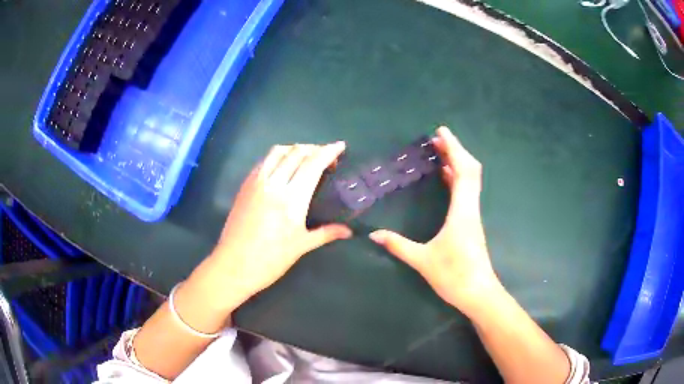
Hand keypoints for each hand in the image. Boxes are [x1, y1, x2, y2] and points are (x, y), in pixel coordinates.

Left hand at [207, 142, 352, 305]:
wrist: (233, 266)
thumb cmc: (270, 259)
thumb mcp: (301, 246)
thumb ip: (327, 233)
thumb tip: (349, 232)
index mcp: (292, 198)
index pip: (313, 164)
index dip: (329, 152)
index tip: (340, 146)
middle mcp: (274, 183)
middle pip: (297, 152)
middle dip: (315, 149)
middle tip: (326, 158)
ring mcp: (256, 182)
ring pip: (278, 151)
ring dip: (295, 149)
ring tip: (305, 158)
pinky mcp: (245, 185)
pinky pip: (264, 161)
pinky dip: (278, 156)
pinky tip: (282, 167)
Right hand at [370, 126, 501, 315]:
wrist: (479, 294)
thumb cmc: (454, 276)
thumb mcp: (423, 261)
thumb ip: (398, 246)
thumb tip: (374, 235)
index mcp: (462, 212)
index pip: (463, 171)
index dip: (454, 149)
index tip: (441, 133)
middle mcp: (471, 208)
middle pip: (470, 170)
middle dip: (455, 150)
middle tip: (437, 139)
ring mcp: (473, 215)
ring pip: (470, 180)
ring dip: (457, 163)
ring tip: (440, 152)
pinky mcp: (472, 223)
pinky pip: (467, 192)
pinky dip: (457, 178)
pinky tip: (446, 178)